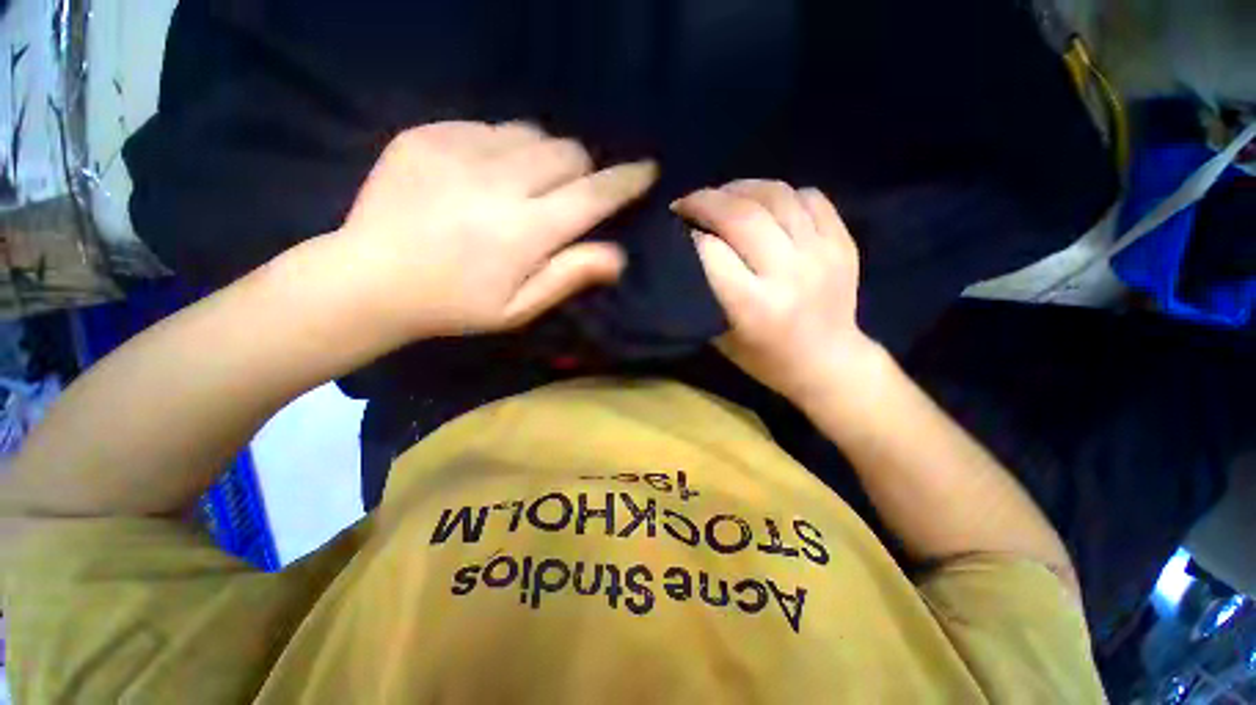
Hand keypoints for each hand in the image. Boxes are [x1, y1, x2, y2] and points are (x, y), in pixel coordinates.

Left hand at [336, 121, 656, 339]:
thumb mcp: (519, 308)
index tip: (647, 169)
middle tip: (566, 195)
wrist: (369, 278)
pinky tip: (481, 175)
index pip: (593, 195)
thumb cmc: (455, 303)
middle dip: (581, 171)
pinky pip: (486, 126)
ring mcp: (458, 150)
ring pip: (531, 133)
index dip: (625, 181)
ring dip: (542, 157)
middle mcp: (499, 181)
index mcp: (525, 230)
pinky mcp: (426, 134)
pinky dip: (500, 147)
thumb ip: (569, 276)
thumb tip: (618, 255)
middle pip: (567, 152)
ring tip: (524, 184)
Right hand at [673, 180, 877, 400]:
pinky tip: (764, 205)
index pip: (711, 250)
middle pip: (741, 215)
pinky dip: (780, 194)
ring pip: (776, 196)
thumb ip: (704, 292)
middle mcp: (788, 274)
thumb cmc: (765, 358)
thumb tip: (689, 247)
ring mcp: (821, 255)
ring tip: (722, 196)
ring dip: (740, 189)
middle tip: (688, 203)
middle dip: (705, 201)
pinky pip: (810, 197)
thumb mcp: (720, 336)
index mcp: (753, 306)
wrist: (827, 363)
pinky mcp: (843, 244)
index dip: (689, 231)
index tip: (676, 226)